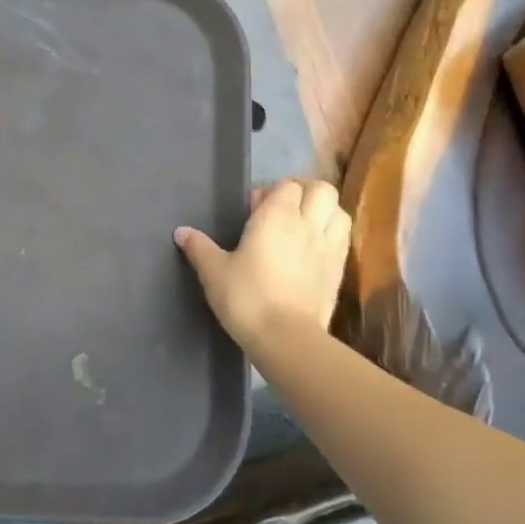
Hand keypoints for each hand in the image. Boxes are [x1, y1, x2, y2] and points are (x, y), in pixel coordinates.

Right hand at [175, 179, 350, 358]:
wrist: (286, 338)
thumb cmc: (246, 297)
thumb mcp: (213, 271)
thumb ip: (199, 247)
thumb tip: (181, 232)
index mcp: (277, 216)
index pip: (288, 185)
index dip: (273, 190)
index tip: (255, 206)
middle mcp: (307, 225)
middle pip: (321, 190)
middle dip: (305, 192)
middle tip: (284, 208)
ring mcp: (329, 248)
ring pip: (339, 212)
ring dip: (324, 211)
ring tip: (304, 225)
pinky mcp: (339, 271)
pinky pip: (343, 239)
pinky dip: (332, 235)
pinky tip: (314, 250)